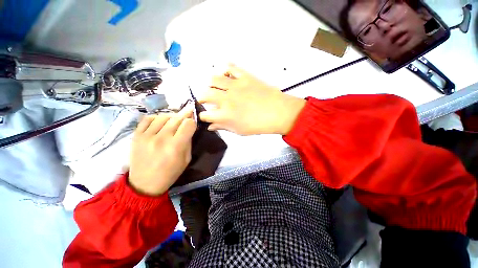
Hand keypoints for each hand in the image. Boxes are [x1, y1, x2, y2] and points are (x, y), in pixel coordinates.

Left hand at [129, 104, 195, 195]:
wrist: (144, 183)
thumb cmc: (170, 173)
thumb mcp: (186, 159)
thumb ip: (188, 142)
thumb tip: (189, 128)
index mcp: (176, 146)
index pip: (188, 124)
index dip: (193, 121)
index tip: (193, 122)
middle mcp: (161, 138)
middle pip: (177, 118)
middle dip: (185, 115)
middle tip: (189, 112)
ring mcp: (146, 136)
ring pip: (163, 116)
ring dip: (172, 116)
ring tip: (174, 120)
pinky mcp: (136, 135)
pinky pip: (148, 119)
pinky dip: (157, 117)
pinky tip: (161, 122)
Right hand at [198, 65, 305, 135]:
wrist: (278, 113)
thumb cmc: (258, 125)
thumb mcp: (239, 131)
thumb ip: (223, 127)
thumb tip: (210, 126)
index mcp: (224, 115)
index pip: (205, 115)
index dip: (203, 116)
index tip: (205, 116)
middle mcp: (226, 99)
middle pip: (205, 94)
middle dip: (202, 99)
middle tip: (206, 101)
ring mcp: (235, 86)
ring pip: (213, 79)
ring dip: (210, 84)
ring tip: (214, 88)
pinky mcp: (244, 76)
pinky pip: (231, 67)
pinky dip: (225, 69)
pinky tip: (225, 74)